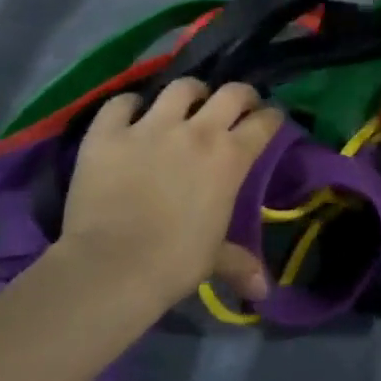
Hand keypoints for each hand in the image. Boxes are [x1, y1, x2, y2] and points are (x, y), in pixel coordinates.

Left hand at [57, 79, 282, 308]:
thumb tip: (264, 292)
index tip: (271, 120)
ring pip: (181, 87)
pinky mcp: (108, 132)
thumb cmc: (174, 263)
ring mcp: (150, 127)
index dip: (272, 117)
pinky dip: (129, 106)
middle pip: (231, 93)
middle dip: (241, 96)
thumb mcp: (214, 259)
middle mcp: (197, 131)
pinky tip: (131, 114)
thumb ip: (241, 264)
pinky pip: (121, 103)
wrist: (111, 267)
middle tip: (237, 107)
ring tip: (186, 103)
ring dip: (190, 93)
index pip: (265, 122)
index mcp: (230, 158)